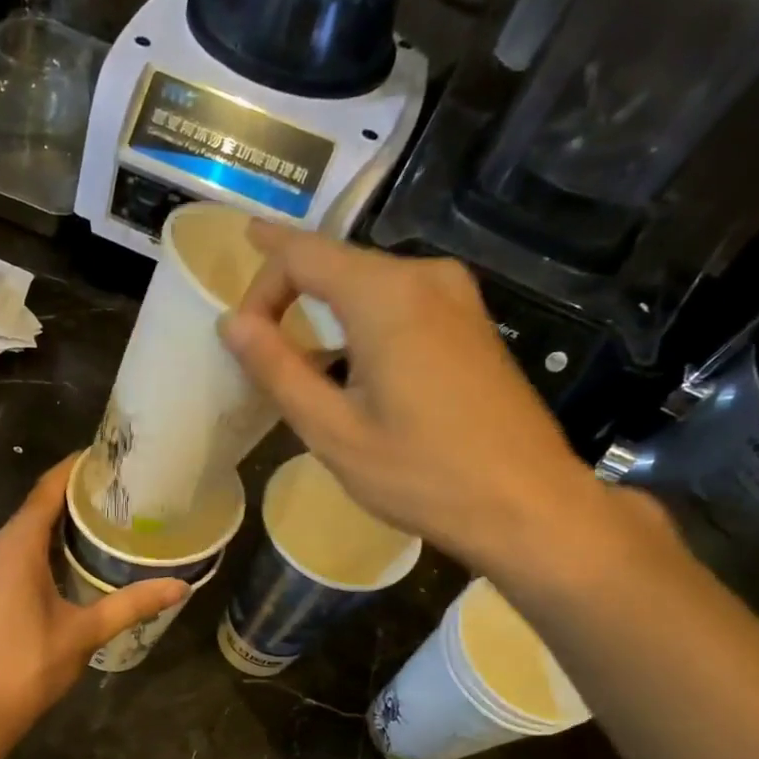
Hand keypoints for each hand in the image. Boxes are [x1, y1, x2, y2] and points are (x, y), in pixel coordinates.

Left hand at [0, 456, 186, 746]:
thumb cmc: (27, 666)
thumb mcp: (85, 632)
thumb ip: (131, 605)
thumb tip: (181, 586)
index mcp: (16, 547)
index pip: (47, 490)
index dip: (75, 468)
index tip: (109, 456)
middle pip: (37, 506)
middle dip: (74, 493)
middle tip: (121, 488)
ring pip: (26, 529)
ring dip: (60, 520)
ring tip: (106, 515)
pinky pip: (18, 549)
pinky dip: (46, 542)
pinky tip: (74, 554)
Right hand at [221, 222, 620, 576]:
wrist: (526, 504)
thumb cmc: (421, 473)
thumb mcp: (332, 430)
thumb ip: (277, 369)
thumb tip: (232, 323)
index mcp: (385, 295)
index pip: (301, 254)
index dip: (257, 279)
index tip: (235, 327)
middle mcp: (424, 277)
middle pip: (335, 264)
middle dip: (287, 296)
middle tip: (256, 348)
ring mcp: (456, 297)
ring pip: (367, 286)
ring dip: (324, 315)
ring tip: (296, 364)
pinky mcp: (471, 323)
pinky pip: (399, 305)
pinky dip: (360, 326)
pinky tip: (350, 372)